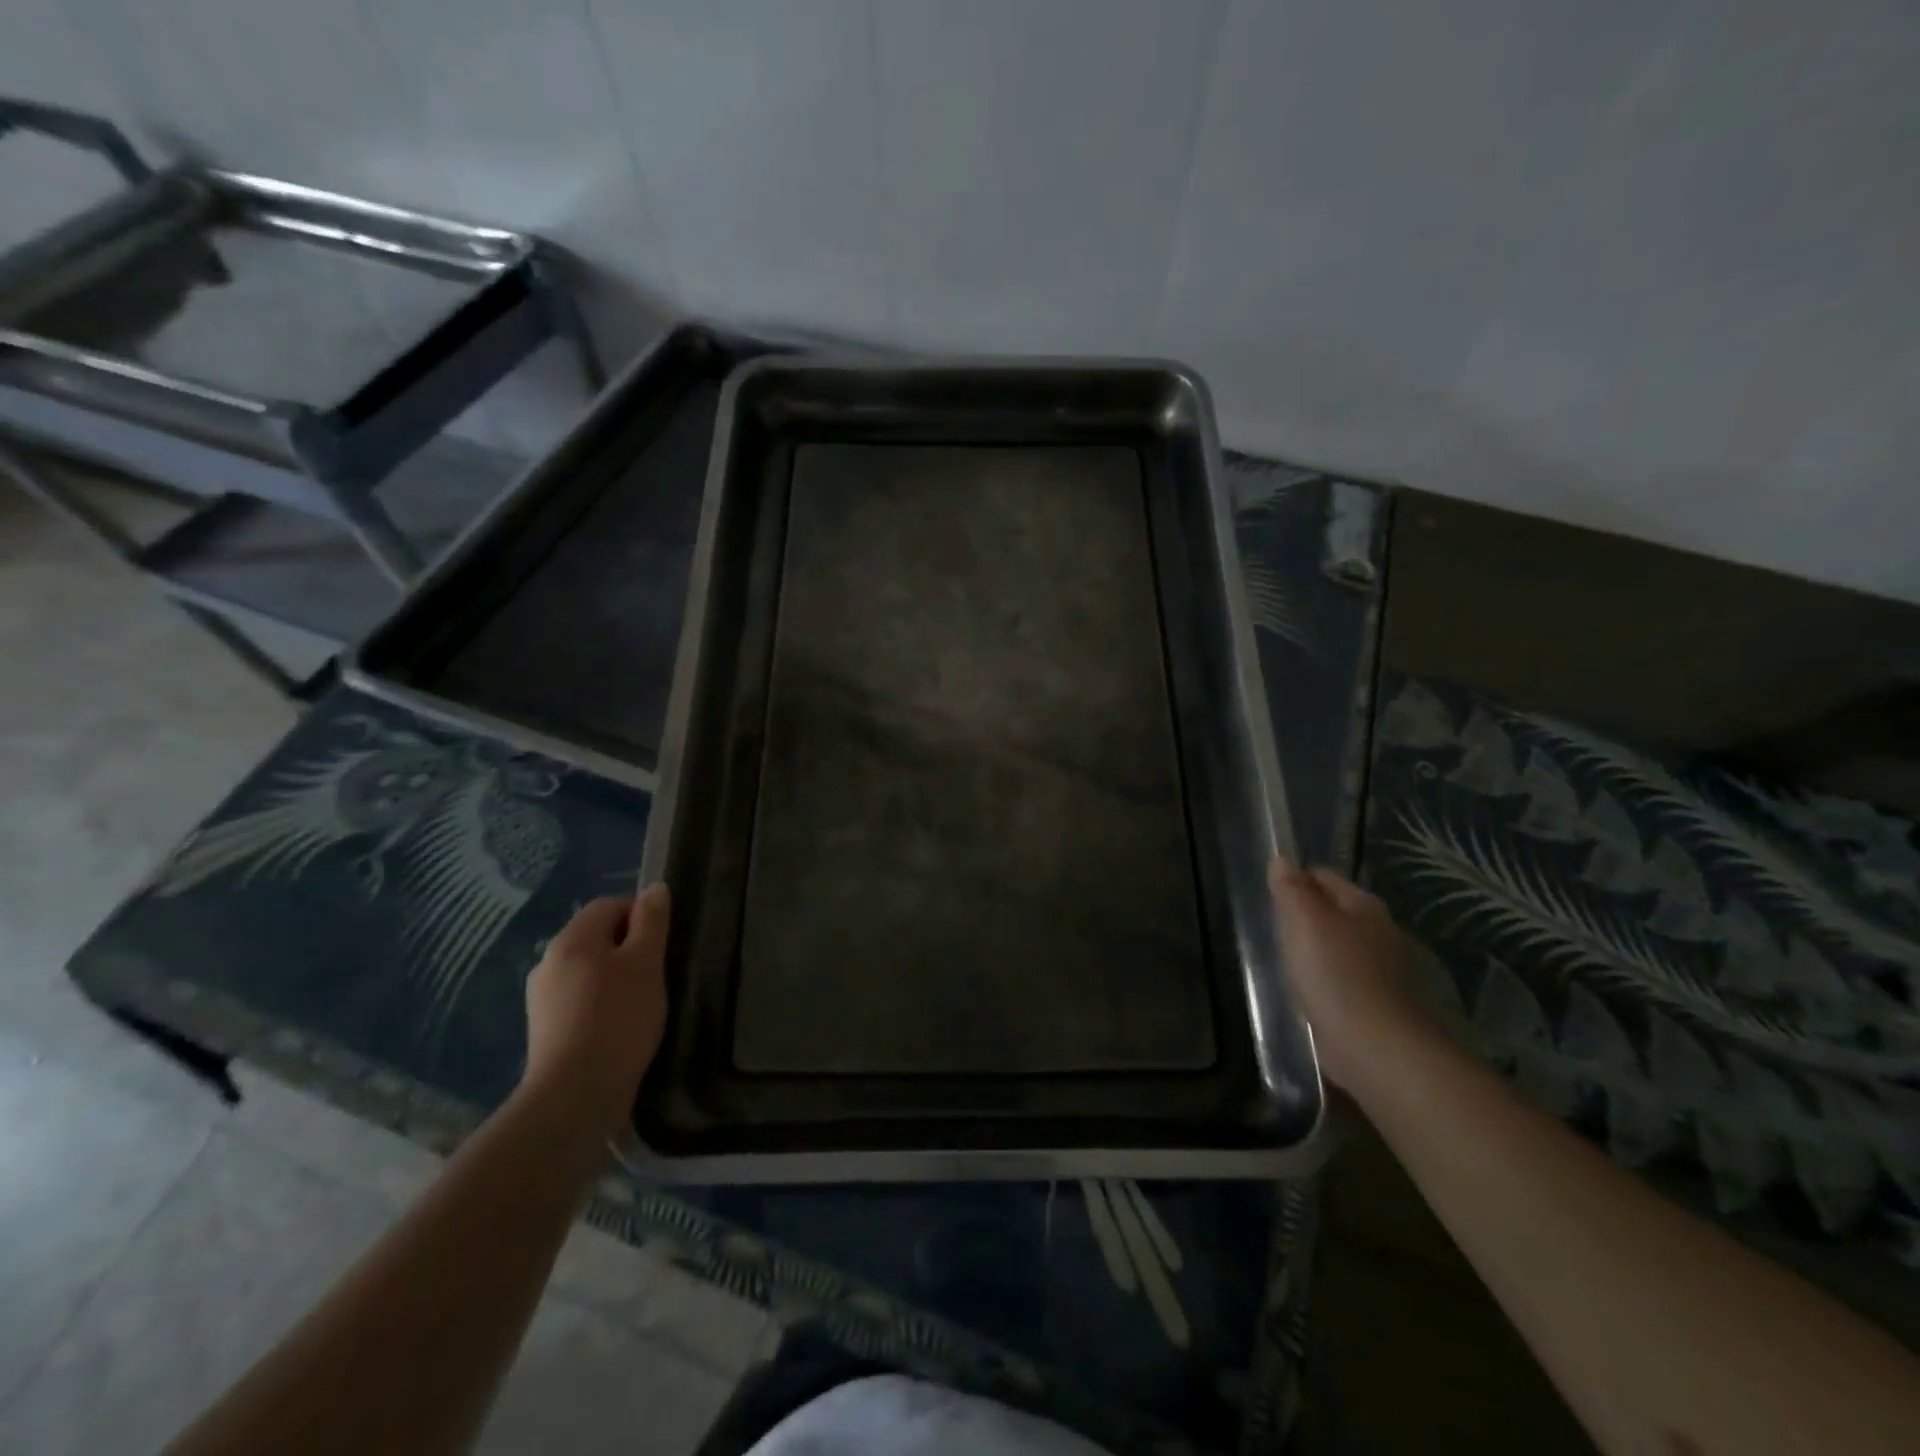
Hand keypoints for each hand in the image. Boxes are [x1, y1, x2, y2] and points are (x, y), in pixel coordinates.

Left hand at [520, 885, 670, 1140]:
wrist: (575, 1095)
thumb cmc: (618, 1018)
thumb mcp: (646, 963)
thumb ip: (652, 922)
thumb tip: (654, 888)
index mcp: (572, 939)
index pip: (609, 905)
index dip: (641, 916)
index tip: (664, 945)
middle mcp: (549, 962)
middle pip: (597, 938)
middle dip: (629, 949)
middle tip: (658, 974)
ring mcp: (542, 999)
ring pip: (588, 972)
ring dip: (615, 979)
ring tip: (642, 1004)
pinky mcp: (544, 1031)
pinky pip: (579, 1002)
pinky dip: (601, 1006)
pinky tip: (619, 1028)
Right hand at [1269, 859, 1427, 1092]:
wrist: (1377, 1048)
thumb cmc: (1336, 975)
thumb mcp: (1303, 922)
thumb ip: (1291, 889)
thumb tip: (1282, 860)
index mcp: (1364, 905)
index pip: (1323, 877)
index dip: (1294, 881)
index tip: (1270, 898)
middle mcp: (1381, 932)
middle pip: (1334, 912)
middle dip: (1306, 918)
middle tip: (1274, 932)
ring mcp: (1385, 971)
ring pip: (1340, 948)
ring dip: (1316, 953)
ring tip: (1287, 965)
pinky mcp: (1380, 1006)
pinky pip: (1344, 981)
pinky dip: (1327, 983)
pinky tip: (1309, 995)